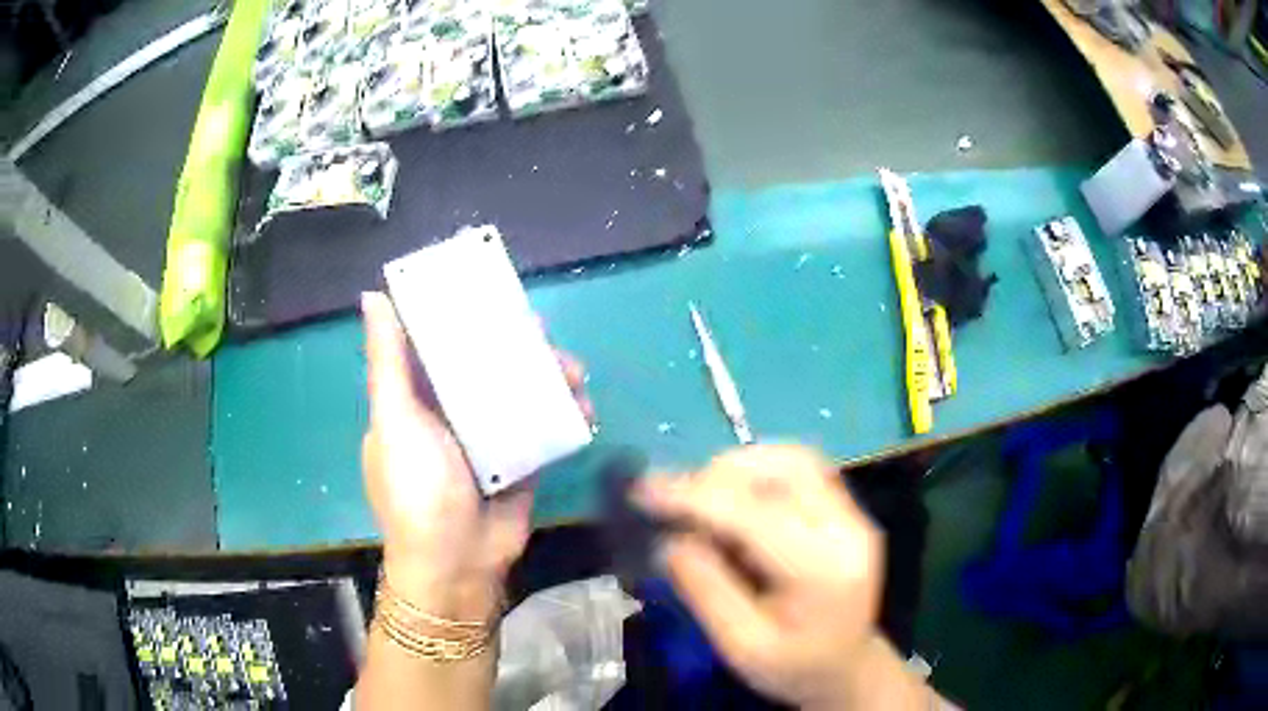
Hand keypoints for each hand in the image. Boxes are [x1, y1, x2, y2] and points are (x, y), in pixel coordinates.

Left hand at [360, 292, 589, 620]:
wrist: (459, 564)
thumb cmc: (417, 490)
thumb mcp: (395, 421)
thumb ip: (387, 362)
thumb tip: (372, 295)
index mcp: (415, 398)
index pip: (435, 343)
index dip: (458, 314)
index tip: (487, 289)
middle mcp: (451, 411)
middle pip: (484, 363)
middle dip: (515, 344)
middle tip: (542, 334)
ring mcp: (488, 436)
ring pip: (518, 390)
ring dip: (548, 376)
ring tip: (575, 373)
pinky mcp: (521, 459)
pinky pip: (543, 424)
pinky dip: (564, 412)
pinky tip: (585, 406)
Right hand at [635, 446, 905, 708]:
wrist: (844, 669)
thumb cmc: (792, 668)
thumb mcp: (740, 646)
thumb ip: (705, 589)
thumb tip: (669, 537)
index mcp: (823, 571)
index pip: (757, 515)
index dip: (696, 497)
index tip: (643, 491)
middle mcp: (848, 530)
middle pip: (786, 468)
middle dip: (720, 475)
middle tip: (676, 502)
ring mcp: (853, 515)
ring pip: (794, 459)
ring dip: (740, 468)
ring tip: (703, 501)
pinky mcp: (847, 510)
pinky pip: (801, 469)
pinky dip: (759, 472)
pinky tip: (735, 500)